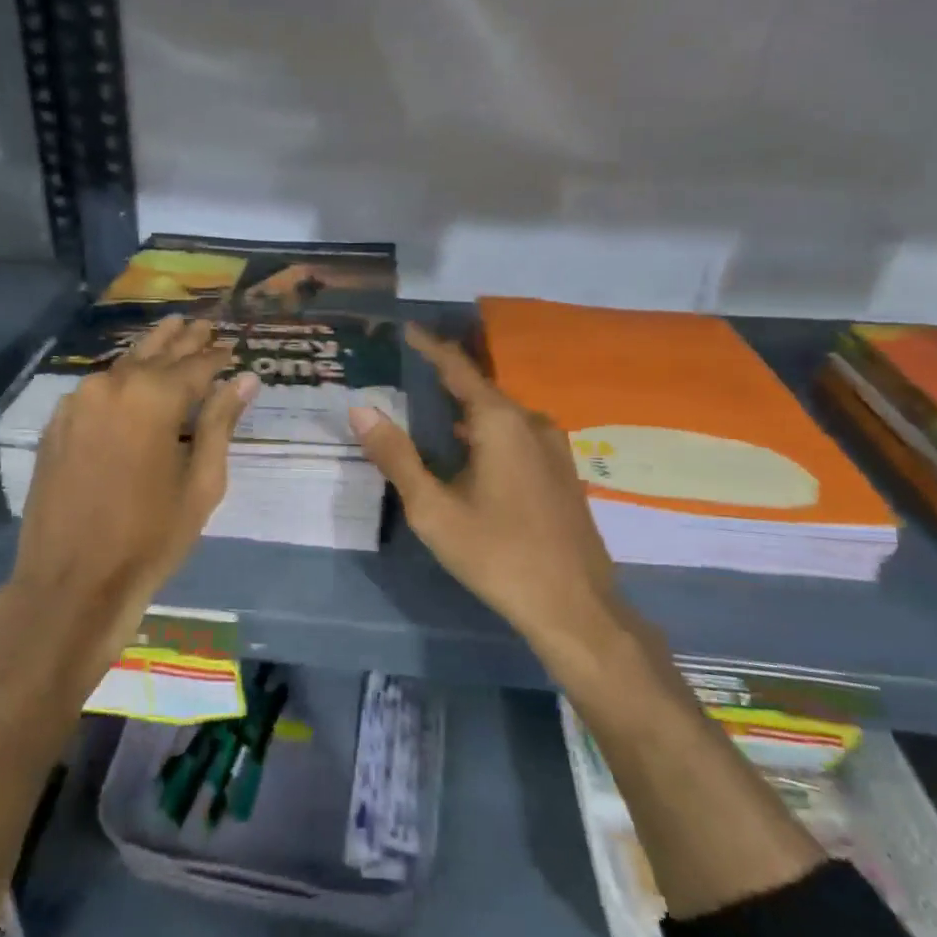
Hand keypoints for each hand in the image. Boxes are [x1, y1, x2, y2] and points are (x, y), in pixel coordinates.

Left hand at [0, 315, 255, 676]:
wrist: (71, 582)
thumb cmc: (150, 538)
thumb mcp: (201, 483)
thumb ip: (221, 424)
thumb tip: (245, 379)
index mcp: (153, 397)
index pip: (195, 364)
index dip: (217, 355)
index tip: (232, 344)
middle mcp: (112, 385)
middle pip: (156, 354)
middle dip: (183, 340)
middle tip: (203, 323)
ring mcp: (77, 402)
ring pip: (123, 365)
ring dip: (150, 351)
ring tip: (171, 330)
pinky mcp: (57, 424)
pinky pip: (97, 388)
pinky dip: (119, 377)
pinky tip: (130, 375)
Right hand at [350, 325, 639, 663]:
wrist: (574, 607)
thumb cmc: (498, 554)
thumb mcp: (433, 509)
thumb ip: (397, 456)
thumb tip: (362, 410)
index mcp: (501, 422)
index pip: (458, 368)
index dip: (430, 347)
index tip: (407, 330)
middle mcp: (531, 423)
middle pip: (480, 390)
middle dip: (444, 381)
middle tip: (406, 377)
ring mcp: (553, 448)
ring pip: (500, 416)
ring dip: (465, 411)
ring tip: (429, 414)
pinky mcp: (561, 473)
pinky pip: (516, 436)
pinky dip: (486, 433)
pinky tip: (468, 454)